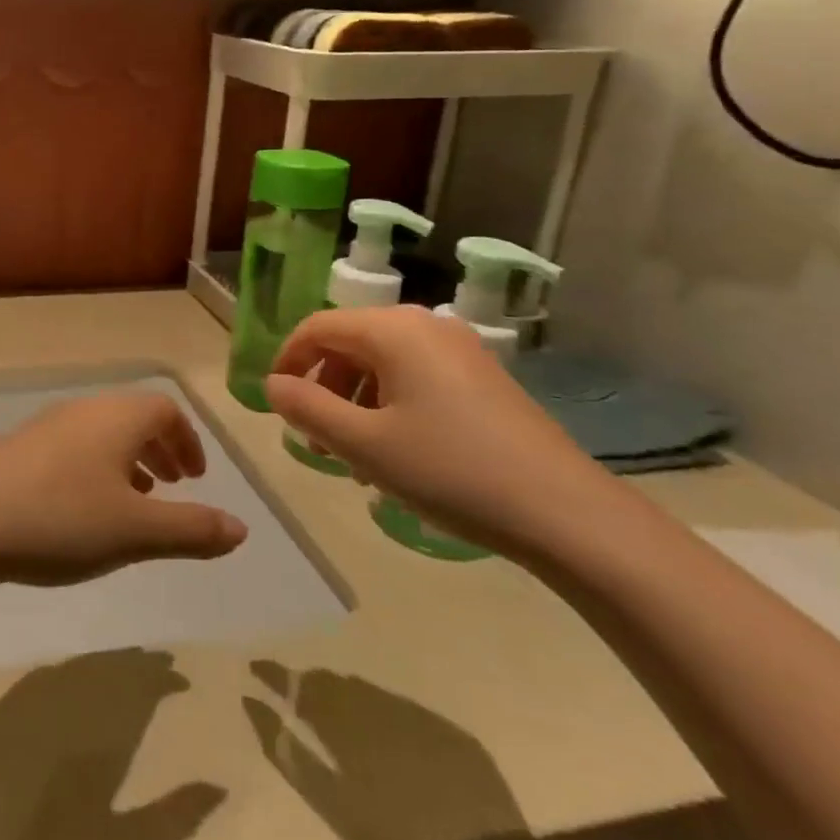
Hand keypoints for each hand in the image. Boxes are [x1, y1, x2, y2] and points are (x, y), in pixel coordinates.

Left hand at [0, 392, 247, 586]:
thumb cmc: (62, 519)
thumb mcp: (137, 532)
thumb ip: (192, 530)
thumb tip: (242, 529)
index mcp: (117, 418)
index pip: (165, 410)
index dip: (187, 440)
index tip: (195, 478)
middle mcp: (83, 410)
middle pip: (133, 417)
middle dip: (160, 449)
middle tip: (174, 486)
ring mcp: (46, 426)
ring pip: (101, 433)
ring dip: (127, 460)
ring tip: (134, 500)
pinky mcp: (18, 448)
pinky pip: (72, 447)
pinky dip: (94, 468)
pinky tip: (83, 509)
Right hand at [265, 306, 616, 559]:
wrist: (565, 513)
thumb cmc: (450, 470)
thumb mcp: (362, 444)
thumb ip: (306, 408)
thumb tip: (274, 384)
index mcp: (393, 330)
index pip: (317, 326)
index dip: (287, 361)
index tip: (276, 404)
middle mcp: (425, 326)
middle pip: (349, 343)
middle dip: (322, 388)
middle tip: (316, 441)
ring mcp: (459, 351)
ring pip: (381, 364)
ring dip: (353, 403)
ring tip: (354, 458)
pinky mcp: (481, 378)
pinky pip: (414, 379)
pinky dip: (388, 407)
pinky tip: (395, 455)